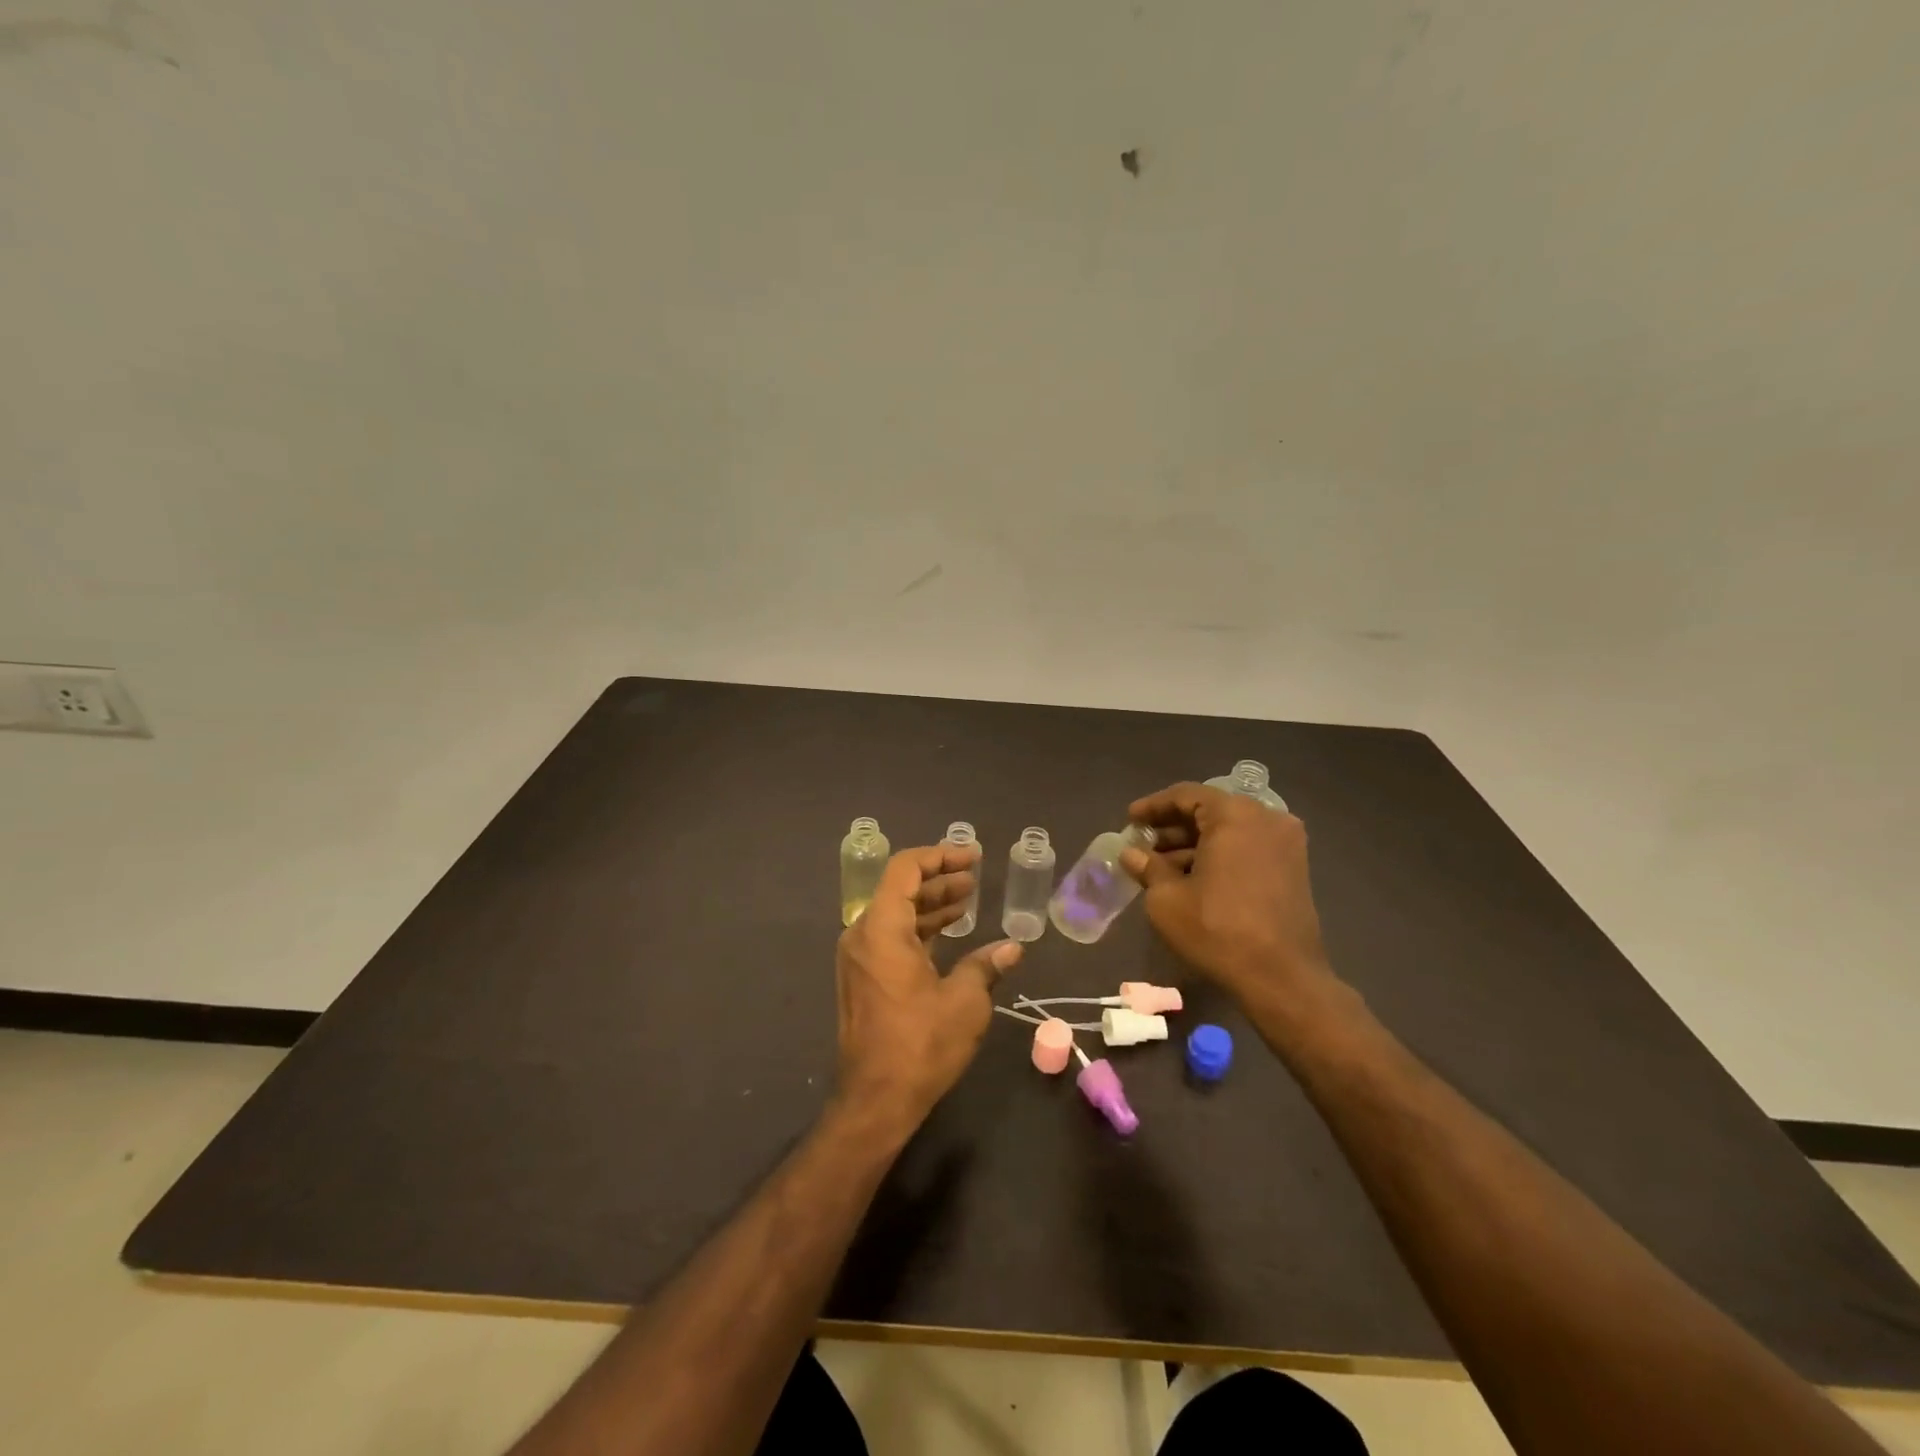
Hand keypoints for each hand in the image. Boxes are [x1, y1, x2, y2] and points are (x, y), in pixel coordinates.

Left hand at [834, 844, 1021, 1135]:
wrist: (875, 1100)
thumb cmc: (920, 1044)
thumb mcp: (964, 1001)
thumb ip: (985, 966)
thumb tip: (1011, 949)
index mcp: (881, 928)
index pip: (905, 869)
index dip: (939, 856)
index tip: (972, 858)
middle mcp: (862, 935)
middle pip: (899, 889)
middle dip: (938, 880)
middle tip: (974, 878)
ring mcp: (858, 958)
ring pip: (895, 914)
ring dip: (930, 905)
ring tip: (967, 901)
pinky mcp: (862, 979)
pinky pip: (890, 938)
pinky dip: (918, 929)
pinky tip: (948, 934)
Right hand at [1121, 782, 1337, 1007]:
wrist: (1281, 977)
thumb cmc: (1217, 929)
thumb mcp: (1167, 899)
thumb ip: (1147, 867)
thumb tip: (1132, 854)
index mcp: (1235, 815)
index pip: (1186, 795)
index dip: (1152, 807)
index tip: (1129, 821)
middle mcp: (1266, 818)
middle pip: (1210, 811)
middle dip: (1173, 828)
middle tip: (1142, 846)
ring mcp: (1286, 844)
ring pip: (1229, 831)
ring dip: (1194, 844)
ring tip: (1161, 868)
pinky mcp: (1294, 869)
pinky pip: (1247, 848)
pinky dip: (1219, 856)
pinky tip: (1192, 879)